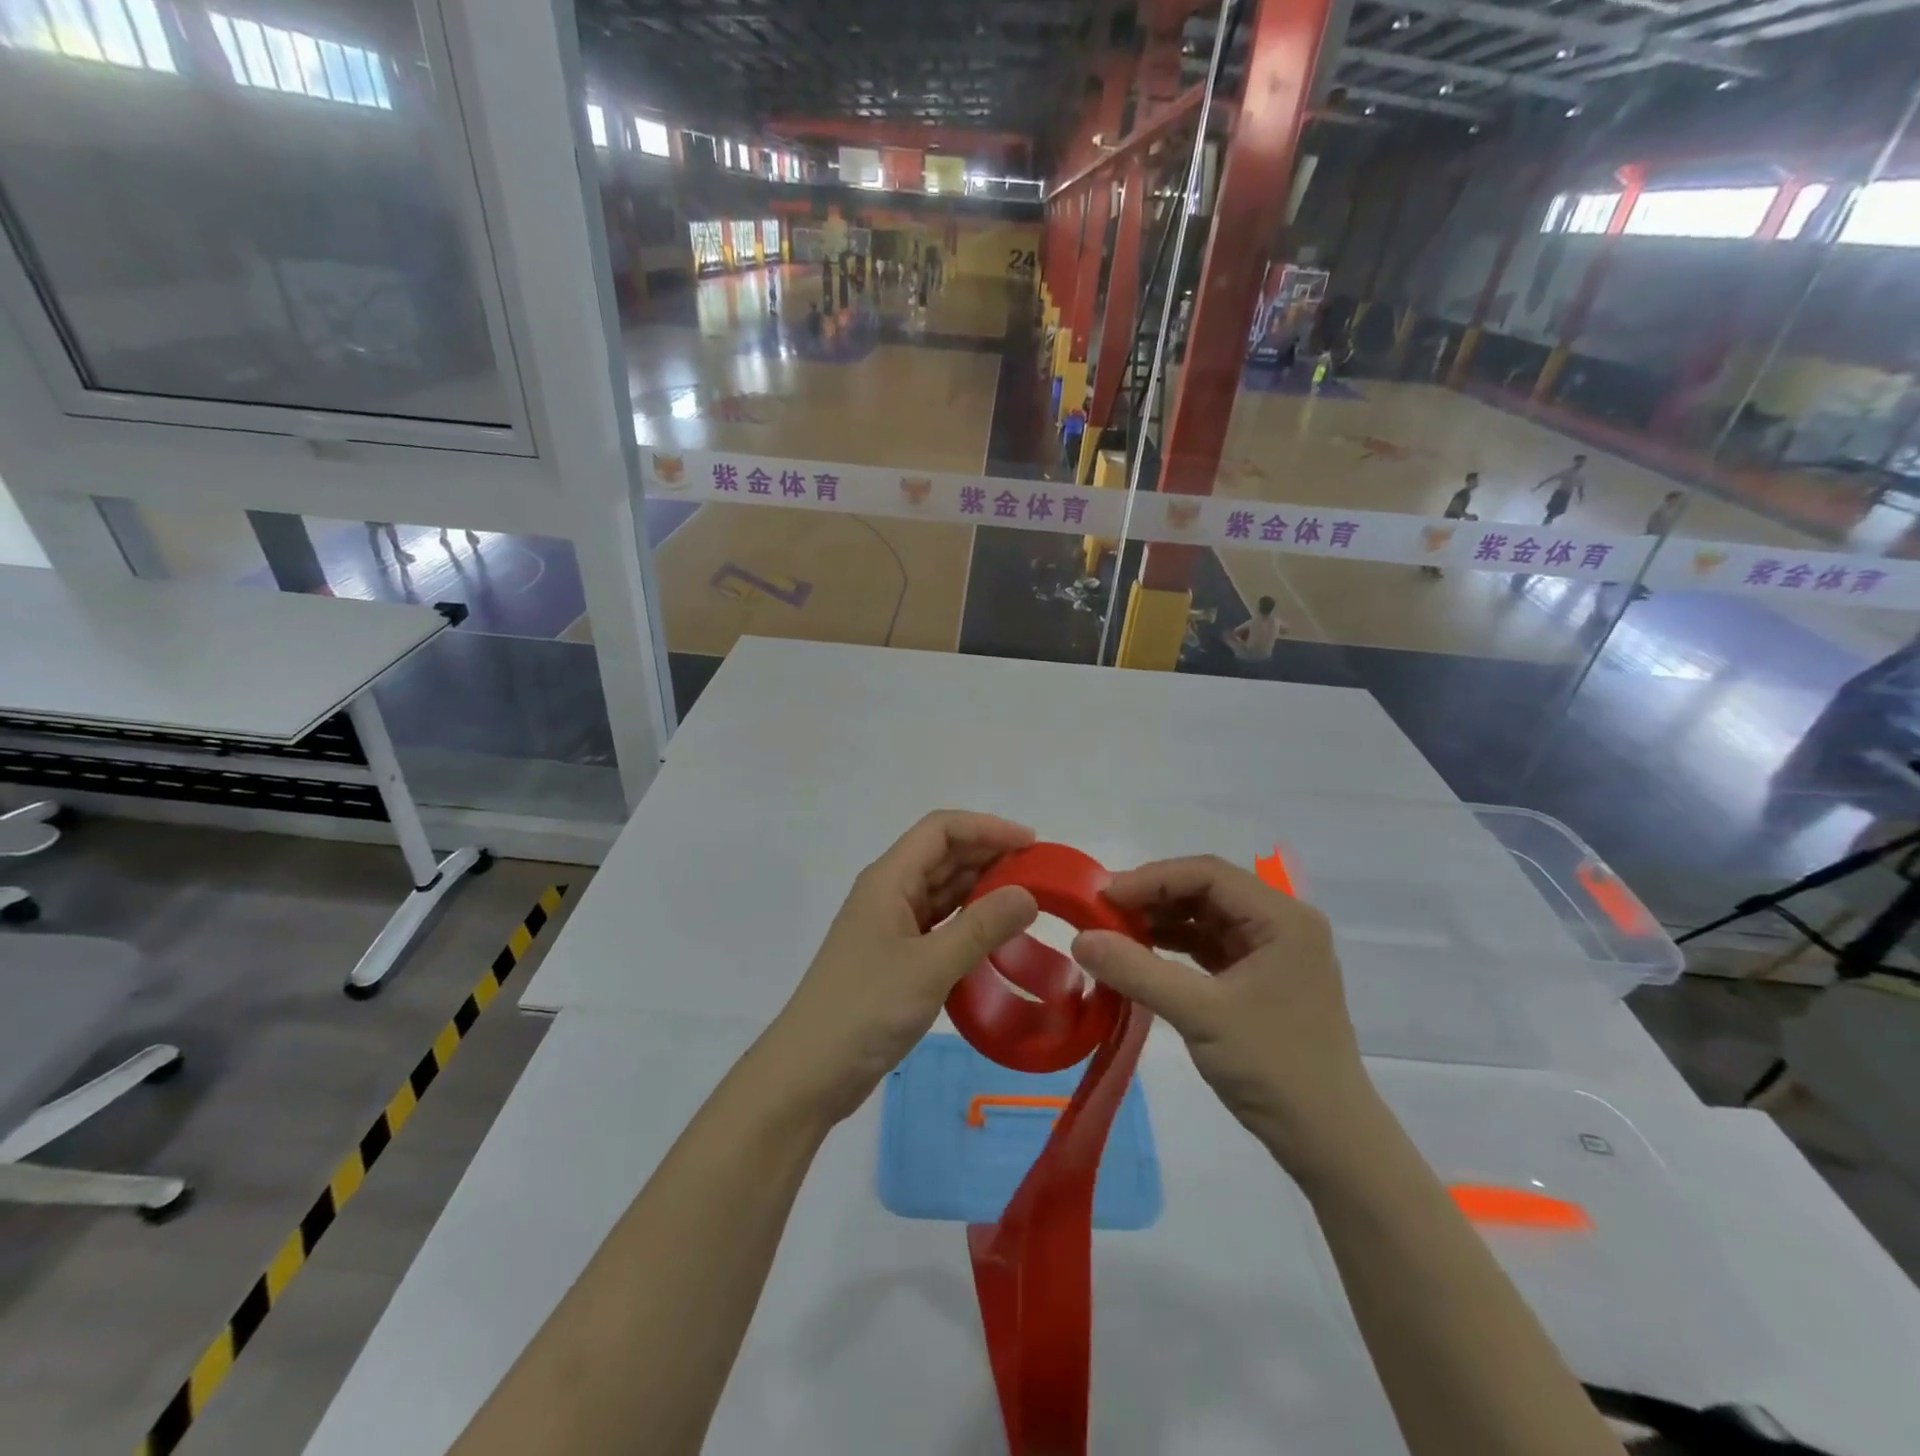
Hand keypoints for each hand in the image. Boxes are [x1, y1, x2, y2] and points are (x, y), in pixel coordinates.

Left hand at [759, 811, 1038, 1124]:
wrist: (808, 1073)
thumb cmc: (864, 1009)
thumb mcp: (929, 967)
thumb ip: (981, 927)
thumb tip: (1029, 893)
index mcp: (889, 880)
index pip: (941, 830)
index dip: (987, 827)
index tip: (1032, 843)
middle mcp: (889, 893)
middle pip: (942, 856)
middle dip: (989, 856)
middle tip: (1041, 874)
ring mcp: (890, 926)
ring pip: (942, 891)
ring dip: (981, 889)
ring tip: (1028, 901)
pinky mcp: (895, 958)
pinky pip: (939, 925)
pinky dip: (968, 922)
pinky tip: (996, 936)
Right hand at [1070, 856, 1373, 1171]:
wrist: (1328, 1142)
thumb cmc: (1274, 1067)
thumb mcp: (1200, 1014)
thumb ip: (1138, 971)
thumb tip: (1080, 938)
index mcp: (1283, 918)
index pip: (1208, 874)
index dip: (1152, 878)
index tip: (1104, 897)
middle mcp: (1282, 923)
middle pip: (1207, 890)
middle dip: (1154, 897)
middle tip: (1103, 913)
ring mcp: (1273, 951)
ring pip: (1206, 916)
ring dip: (1161, 920)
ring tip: (1115, 933)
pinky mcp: (1260, 978)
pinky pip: (1210, 945)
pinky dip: (1175, 946)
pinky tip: (1141, 955)